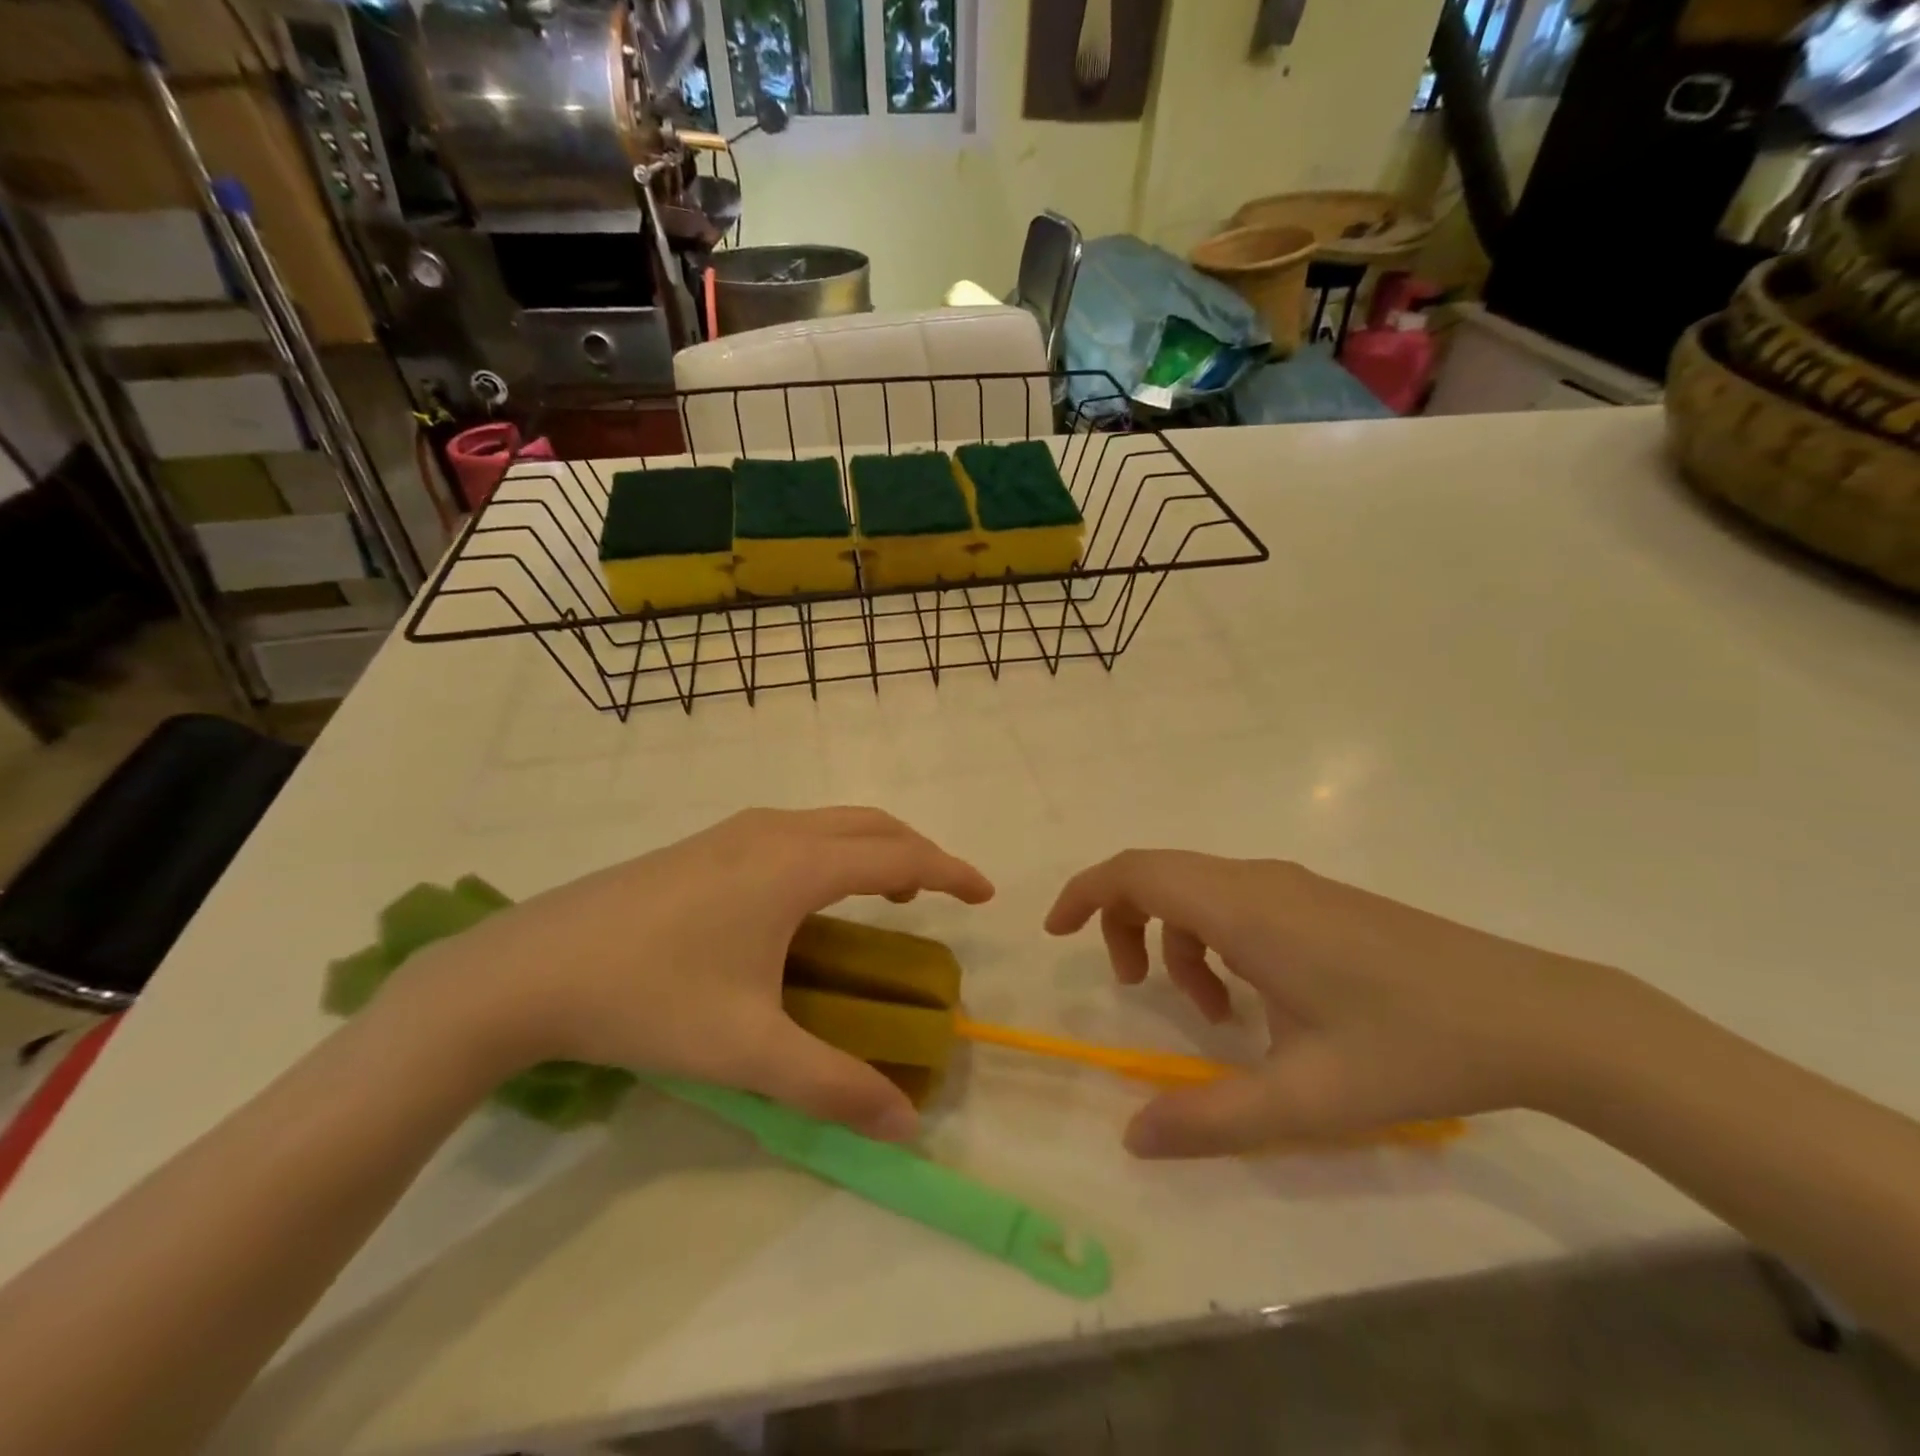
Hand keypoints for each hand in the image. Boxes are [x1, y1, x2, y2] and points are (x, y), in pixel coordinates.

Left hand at [407, 808, 993, 1140]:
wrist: (527, 968)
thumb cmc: (649, 997)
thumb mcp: (748, 1050)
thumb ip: (833, 1086)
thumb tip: (907, 1124)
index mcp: (796, 865)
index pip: (898, 855)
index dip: (949, 871)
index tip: (985, 893)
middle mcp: (773, 832)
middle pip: (869, 824)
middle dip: (916, 852)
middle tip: (941, 896)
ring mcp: (733, 832)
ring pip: (829, 822)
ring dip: (871, 848)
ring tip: (886, 896)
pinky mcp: (703, 845)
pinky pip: (794, 832)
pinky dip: (831, 850)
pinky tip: (809, 898)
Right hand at [1046, 852, 1646, 1156]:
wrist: (1532, 1015)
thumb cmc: (1410, 1047)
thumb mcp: (1303, 1098)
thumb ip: (1209, 1118)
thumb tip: (1132, 1138)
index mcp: (1242, 908)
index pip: (1137, 871)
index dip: (1085, 892)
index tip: (1057, 932)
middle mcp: (1258, 881)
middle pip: (1159, 874)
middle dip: (1124, 922)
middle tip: (1132, 988)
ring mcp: (1292, 886)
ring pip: (1199, 890)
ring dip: (1179, 941)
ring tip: (1211, 1014)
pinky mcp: (1318, 899)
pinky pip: (1237, 902)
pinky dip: (1217, 941)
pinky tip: (1257, 1001)